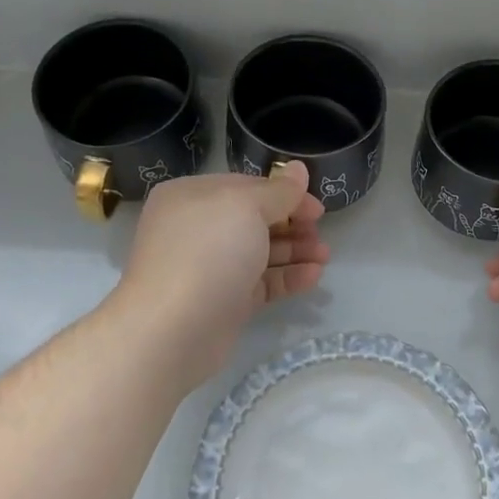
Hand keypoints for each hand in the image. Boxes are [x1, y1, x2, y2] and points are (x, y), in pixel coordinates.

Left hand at [112, 163, 327, 393]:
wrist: (173, 329)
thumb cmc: (208, 252)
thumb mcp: (247, 207)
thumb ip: (279, 190)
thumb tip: (298, 168)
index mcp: (192, 196)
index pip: (246, 186)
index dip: (285, 193)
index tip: (317, 207)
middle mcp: (196, 228)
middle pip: (254, 220)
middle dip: (292, 224)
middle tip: (321, 233)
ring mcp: (208, 267)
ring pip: (259, 252)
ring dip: (294, 251)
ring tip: (325, 256)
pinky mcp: (222, 301)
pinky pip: (259, 283)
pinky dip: (286, 277)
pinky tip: (313, 277)